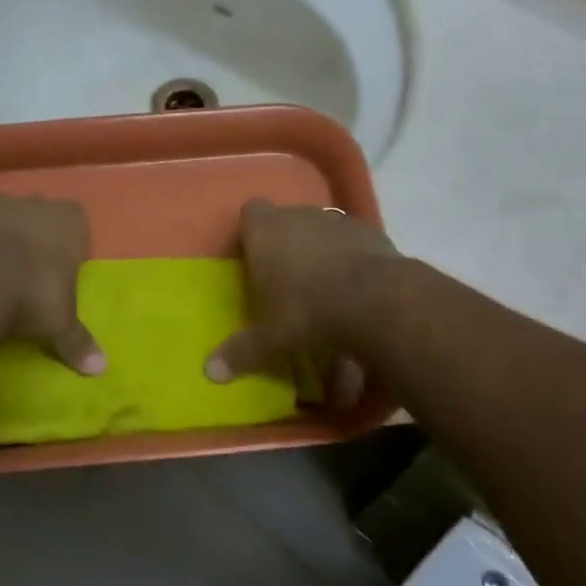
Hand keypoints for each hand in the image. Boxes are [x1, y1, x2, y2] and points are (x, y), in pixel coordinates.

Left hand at [0, 196, 104, 374]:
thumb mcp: (60, 324)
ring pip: (1, 213)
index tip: (61, 270)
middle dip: (33, 234)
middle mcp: (33, 204)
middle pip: (38, 213)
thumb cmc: (32, 295)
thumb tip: (101, 369)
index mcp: (67, 220)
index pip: (76, 221)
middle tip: (27, 270)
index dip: (69, 243)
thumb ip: (79, 341)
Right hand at [205, 201, 395, 406]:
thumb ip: (241, 352)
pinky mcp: (370, 231)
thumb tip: (210, 372)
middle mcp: (298, 216)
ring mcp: (336, 220)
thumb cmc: (307, 311)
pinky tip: (356, 286)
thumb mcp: (270, 338)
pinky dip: (351, 256)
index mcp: (265, 231)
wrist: (374, 300)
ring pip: (320, 228)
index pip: (251, 213)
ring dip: (319, 248)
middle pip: (285, 220)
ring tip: (324, 285)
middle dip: (285, 243)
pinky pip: (352, 240)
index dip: (251, 232)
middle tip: (286, 279)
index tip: (253, 259)